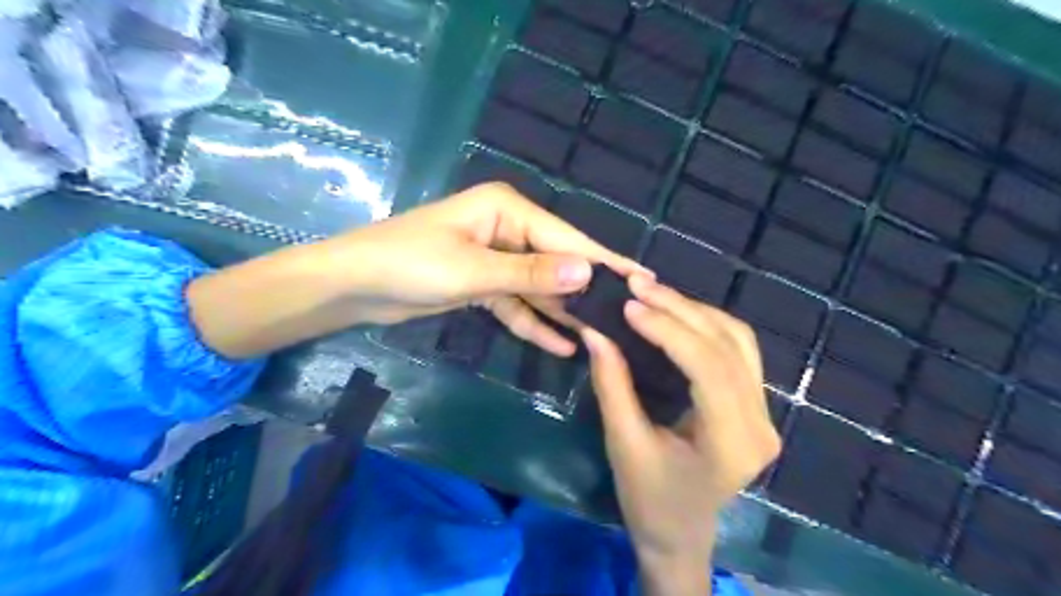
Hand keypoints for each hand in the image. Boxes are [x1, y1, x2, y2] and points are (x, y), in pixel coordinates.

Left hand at [189, 181, 635, 358]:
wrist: (351, 286)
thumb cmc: (409, 265)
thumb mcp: (474, 271)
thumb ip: (531, 274)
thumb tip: (588, 272)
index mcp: (507, 210)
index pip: (566, 239)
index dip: (604, 261)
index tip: (642, 281)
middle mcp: (506, 228)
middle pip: (556, 262)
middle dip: (586, 291)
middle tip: (626, 317)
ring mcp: (494, 258)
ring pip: (538, 287)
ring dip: (562, 312)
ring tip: (600, 336)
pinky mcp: (481, 284)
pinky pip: (516, 303)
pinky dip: (534, 323)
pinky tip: (561, 345)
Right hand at [580, 272, 777, 589]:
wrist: (680, 533)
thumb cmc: (649, 499)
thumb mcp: (624, 444)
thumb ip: (612, 385)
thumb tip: (596, 331)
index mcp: (731, 442)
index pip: (707, 367)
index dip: (668, 329)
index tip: (629, 305)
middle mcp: (760, 423)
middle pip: (726, 346)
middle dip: (679, 310)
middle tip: (637, 287)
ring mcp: (765, 413)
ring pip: (738, 340)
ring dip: (695, 311)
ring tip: (653, 294)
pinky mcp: (756, 405)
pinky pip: (738, 350)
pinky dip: (707, 324)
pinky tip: (677, 313)